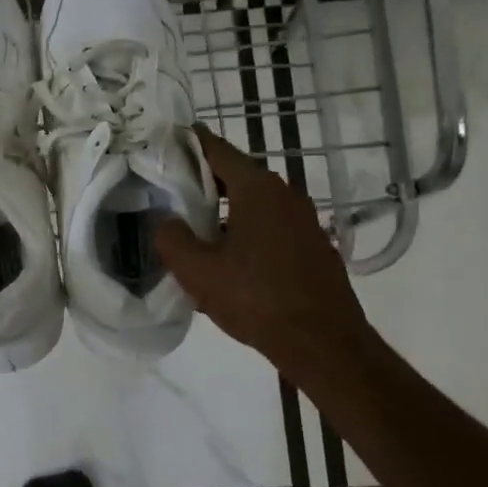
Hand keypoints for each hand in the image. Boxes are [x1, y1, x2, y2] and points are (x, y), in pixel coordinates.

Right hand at [155, 129, 374, 386]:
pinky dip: (246, 230)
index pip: (216, 149)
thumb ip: (172, 238)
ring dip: (225, 210)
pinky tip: (229, 259)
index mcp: (257, 189)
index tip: (164, 143)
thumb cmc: (256, 299)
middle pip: (236, 175)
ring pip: (254, 203)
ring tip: (194, 228)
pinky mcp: (313, 246)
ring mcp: (304, 220)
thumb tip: (167, 222)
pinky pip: (271, 226)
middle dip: (202, 181)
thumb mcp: (198, 272)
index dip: (188, 143)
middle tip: (170, 191)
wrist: (323, 343)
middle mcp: (285, 194)